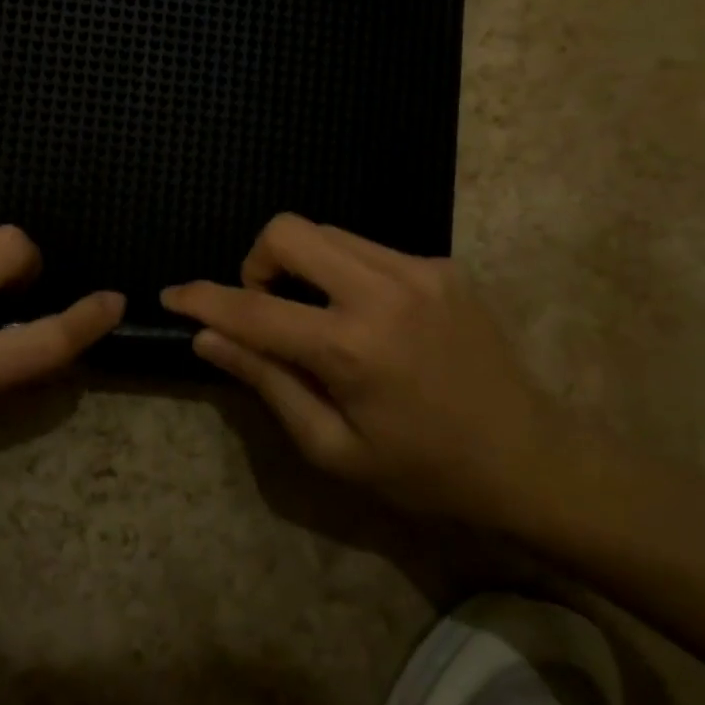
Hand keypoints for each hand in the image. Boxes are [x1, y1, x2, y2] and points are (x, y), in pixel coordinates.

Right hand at [161, 215, 554, 522]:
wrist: (531, 460)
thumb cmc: (424, 473)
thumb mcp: (333, 448)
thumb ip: (268, 382)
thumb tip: (209, 339)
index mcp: (351, 348)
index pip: (253, 310)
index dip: (203, 300)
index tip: (173, 295)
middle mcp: (383, 291)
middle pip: (290, 231)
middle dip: (257, 262)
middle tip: (265, 309)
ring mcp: (419, 270)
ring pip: (328, 233)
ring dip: (301, 265)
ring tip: (314, 316)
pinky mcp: (443, 266)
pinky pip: (369, 249)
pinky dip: (344, 272)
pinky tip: (365, 317)